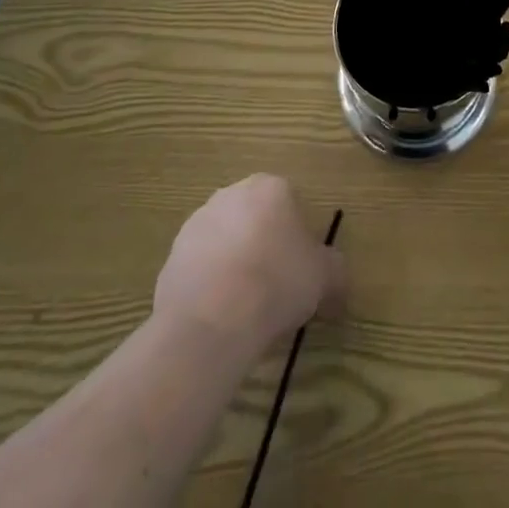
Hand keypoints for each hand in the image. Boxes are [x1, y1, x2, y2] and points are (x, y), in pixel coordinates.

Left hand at [154, 175, 345, 361]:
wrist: (211, 322)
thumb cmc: (277, 283)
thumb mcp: (324, 277)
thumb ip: (335, 270)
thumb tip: (337, 280)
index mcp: (271, 186)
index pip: (291, 204)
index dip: (298, 239)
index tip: (301, 270)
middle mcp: (232, 193)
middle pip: (256, 218)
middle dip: (264, 246)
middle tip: (275, 287)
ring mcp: (197, 223)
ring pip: (226, 241)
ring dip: (235, 263)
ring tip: (244, 307)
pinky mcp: (172, 256)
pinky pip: (200, 267)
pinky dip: (210, 285)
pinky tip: (219, 315)